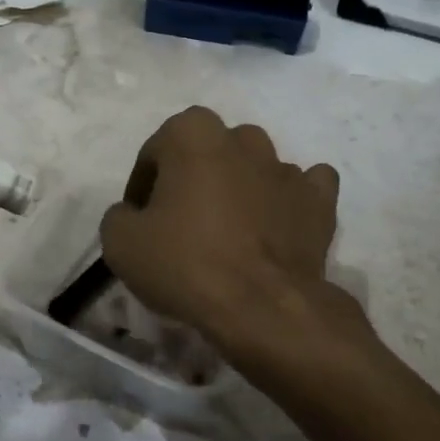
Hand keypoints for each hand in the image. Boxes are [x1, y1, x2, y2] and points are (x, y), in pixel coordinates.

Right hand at [99, 107, 348, 392]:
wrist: (262, 306)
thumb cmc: (186, 263)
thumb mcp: (120, 242)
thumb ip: (120, 214)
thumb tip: (135, 215)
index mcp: (192, 133)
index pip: (155, 153)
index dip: (142, 187)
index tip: (140, 221)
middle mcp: (242, 138)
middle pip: (206, 154)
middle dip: (193, 179)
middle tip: (181, 223)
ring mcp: (286, 166)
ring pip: (254, 167)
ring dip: (239, 188)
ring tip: (228, 231)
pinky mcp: (319, 199)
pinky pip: (302, 188)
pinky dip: (288, 201)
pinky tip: (276, 224)